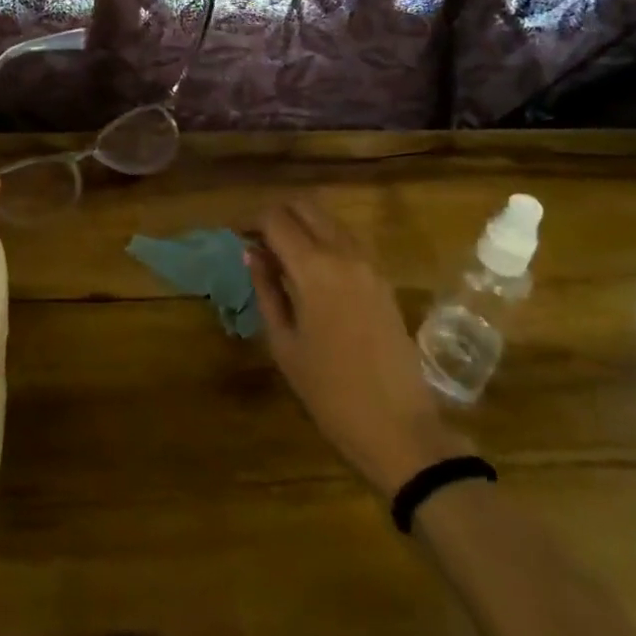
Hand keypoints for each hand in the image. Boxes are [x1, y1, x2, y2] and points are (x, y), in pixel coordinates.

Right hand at [248, 198, 467, 497]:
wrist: (400, 429)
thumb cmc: (330, 393)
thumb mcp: (284, 344)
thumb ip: (266, 290)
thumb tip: (252, 253)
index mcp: (314, 268)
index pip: (275, 219)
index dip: (250, 221)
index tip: (235, 236)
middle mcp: (344, 253)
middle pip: (305, 206)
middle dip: (276, 214)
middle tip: (256, 239)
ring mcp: (369, 263)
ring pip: (329, 219)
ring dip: (302, 224)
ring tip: (280, 253)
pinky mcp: (383, 279)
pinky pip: (348, 240)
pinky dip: (324, 240)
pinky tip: (311, 270)